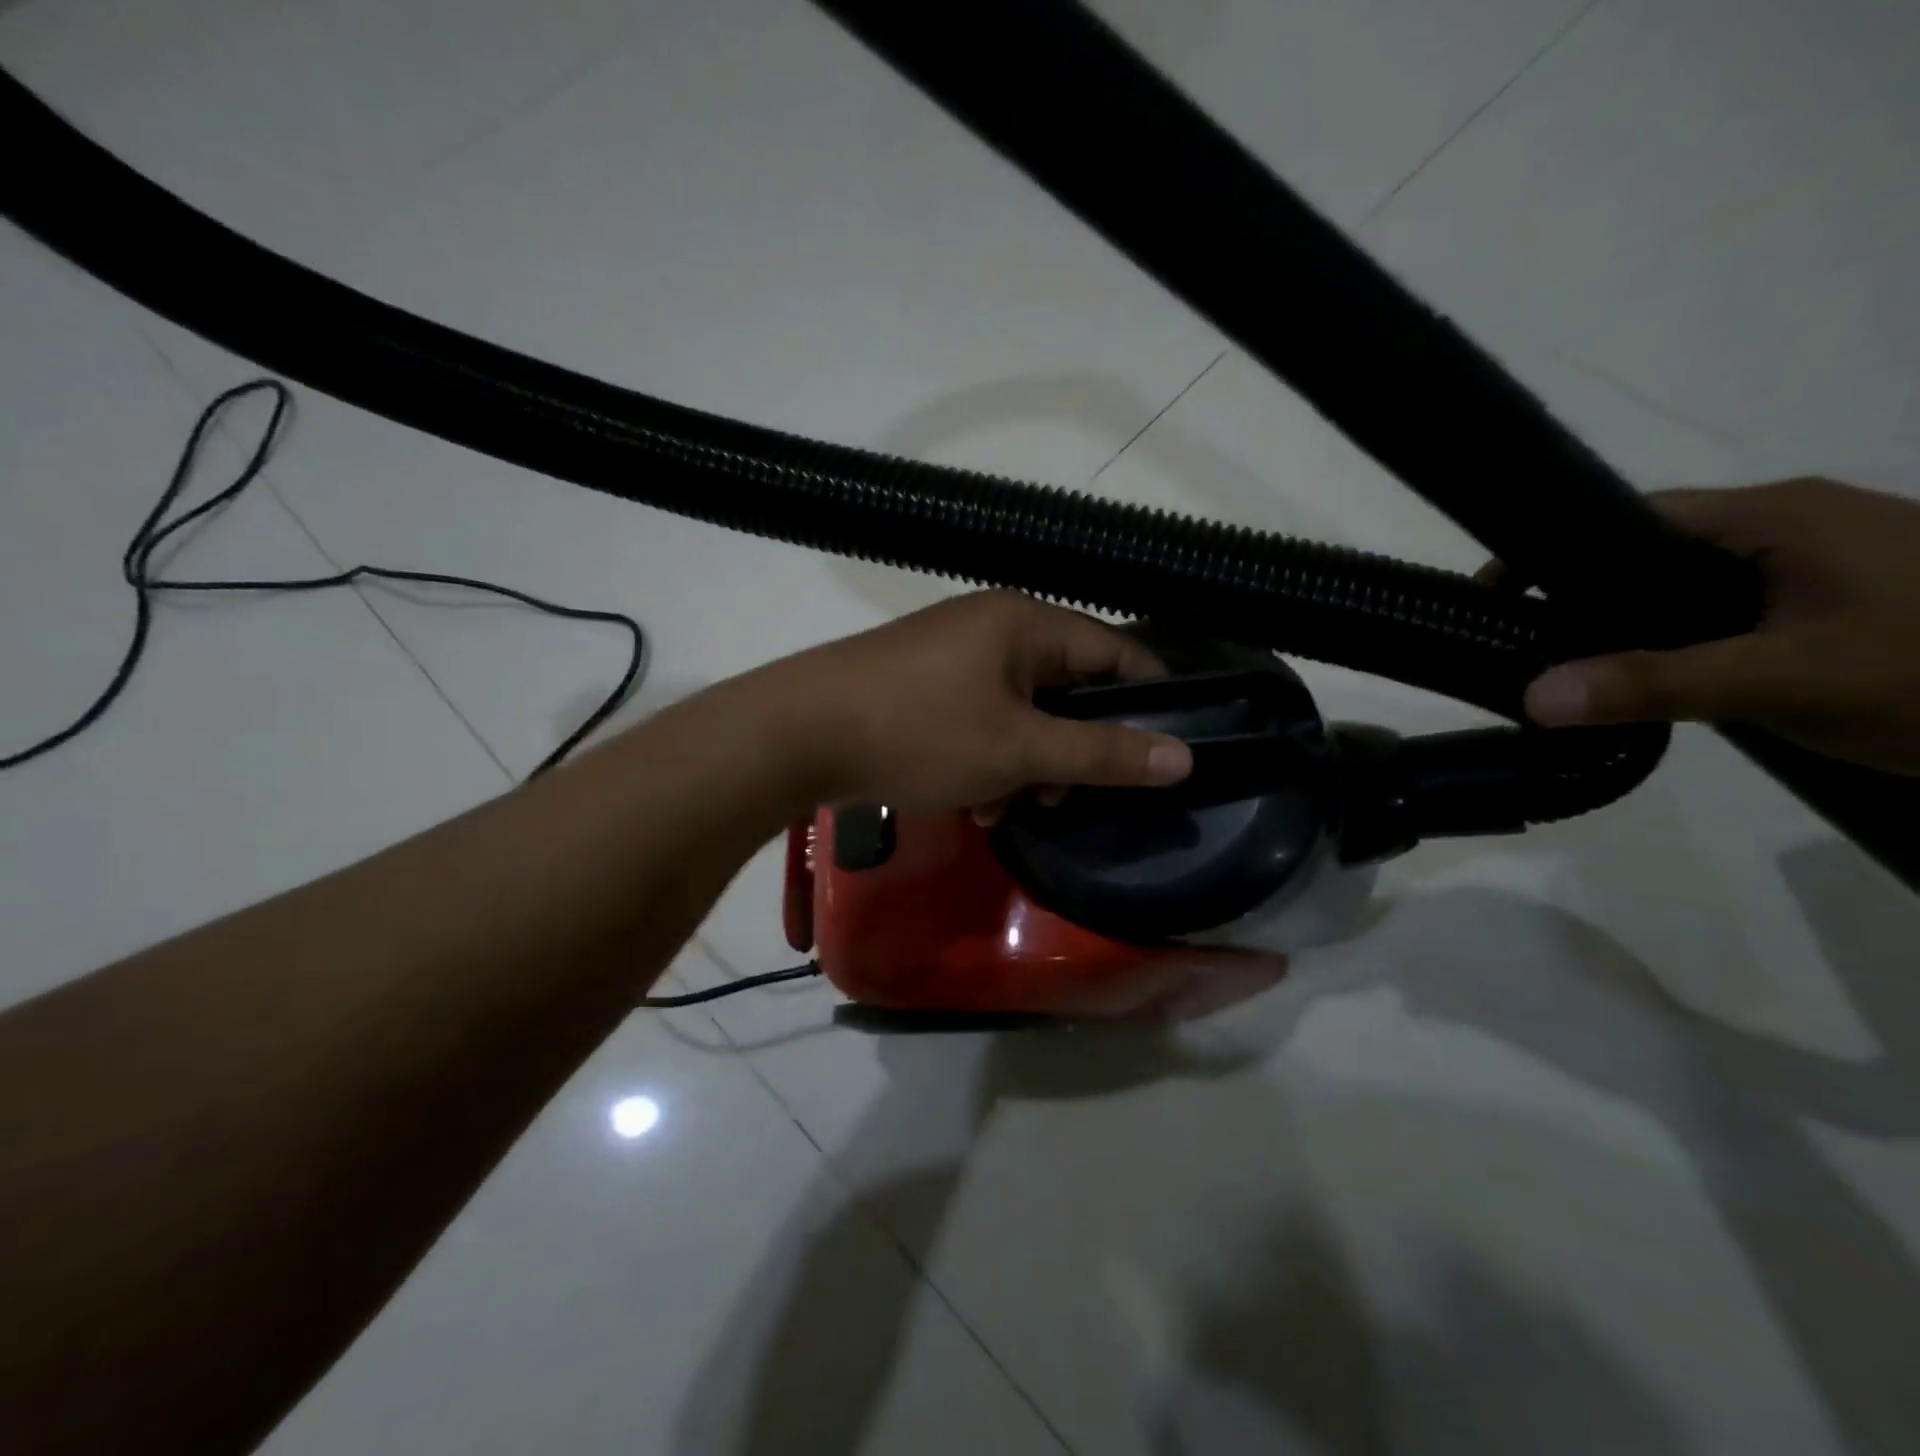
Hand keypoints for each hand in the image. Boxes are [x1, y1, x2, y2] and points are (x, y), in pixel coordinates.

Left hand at [741, 590, 1192, 813]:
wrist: (796, 733)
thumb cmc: (919, 732)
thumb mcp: (1018, 750)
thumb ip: (1101, 753)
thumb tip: (1184, 757)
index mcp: (1026, 624)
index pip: (1117, 654)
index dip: (1148, 703)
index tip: (1162, 757)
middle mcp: (994, 627)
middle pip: (1067, 688)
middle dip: (1071, 749)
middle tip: (1062, 799)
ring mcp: (954, 654)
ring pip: (1021, 712)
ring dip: (1025, 765)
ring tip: (1003, 810)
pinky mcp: (923, 683)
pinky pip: (980, 719)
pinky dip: (986, 759)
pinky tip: (971, 801)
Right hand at [1518, 479, 1919, 772]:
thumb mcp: (1786, 681)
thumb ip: (1654, 684)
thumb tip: (1531, 697)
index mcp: (1774, 516)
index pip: (1629, 517)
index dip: (1552, 553)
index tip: (1495, 599)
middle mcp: (1791, 522)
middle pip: (1650, 548)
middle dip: (1582, 593)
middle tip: (1525, 645)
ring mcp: (1818, 559)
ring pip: (1687, 582)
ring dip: (1630, 620)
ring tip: (1574, 666)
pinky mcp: (1835, 597)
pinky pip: (1725, 606)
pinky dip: (1677, 635)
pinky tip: (1657, 674)